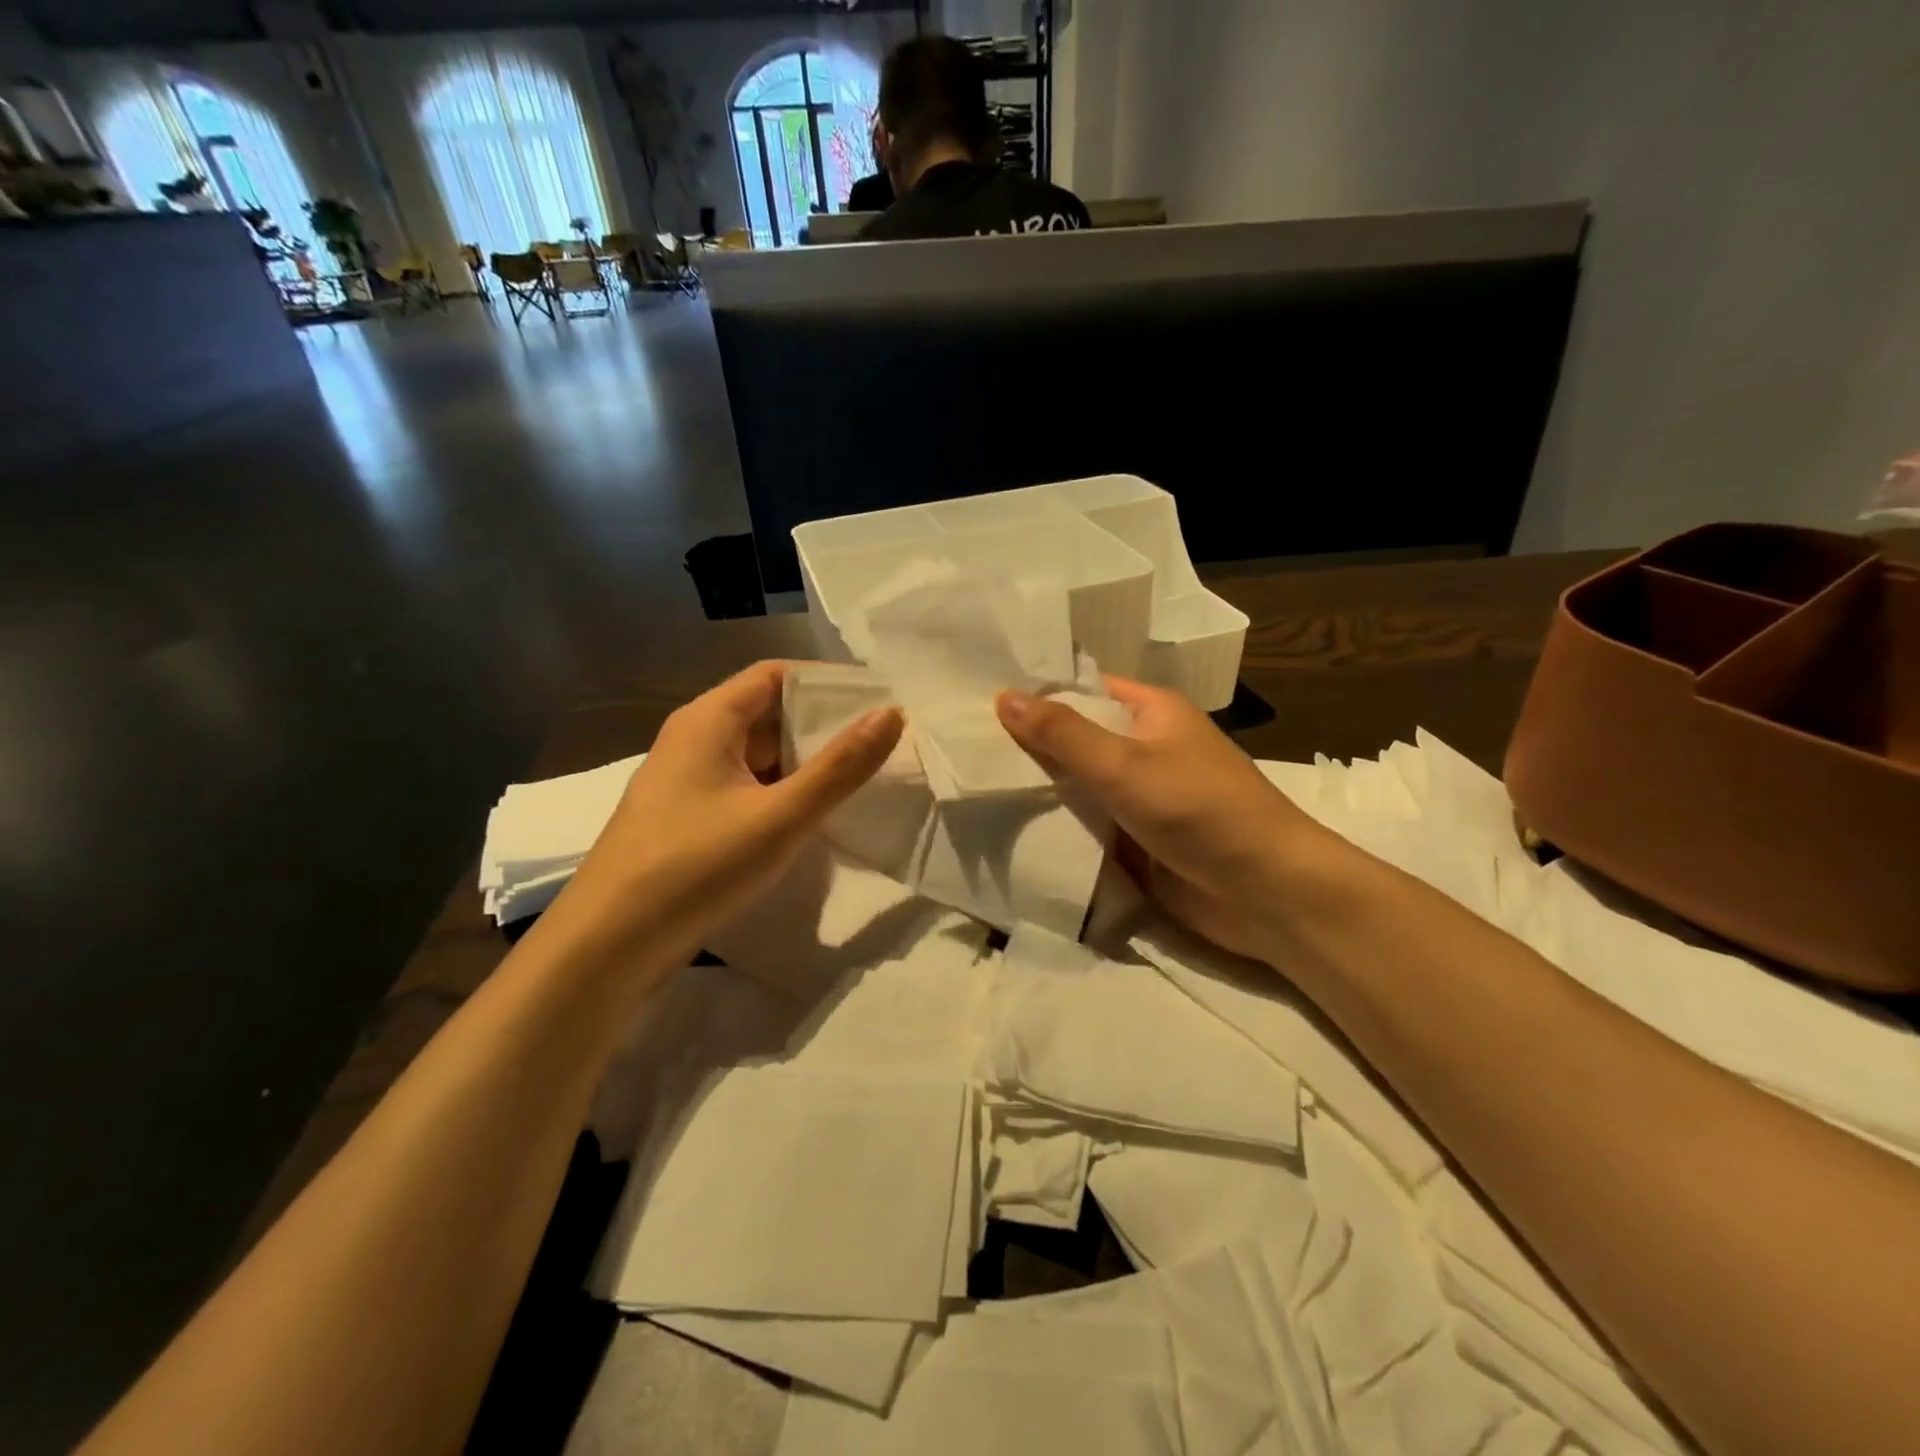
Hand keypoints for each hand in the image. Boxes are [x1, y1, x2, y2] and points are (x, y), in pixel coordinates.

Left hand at [559, 662, 902, 961]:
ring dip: (804, 761)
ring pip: (757, 754)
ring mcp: (688, 780)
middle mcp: (694, 739)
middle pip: (767, 712)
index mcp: (709, 720)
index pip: (776, 675)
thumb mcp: (779, 817)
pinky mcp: (688, 817)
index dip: (827, 682)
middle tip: (879, 741)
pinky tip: (813, 814)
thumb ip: (840, 767)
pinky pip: (745, 787)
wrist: (608, 945)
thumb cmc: (695, 867)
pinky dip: (782, 791)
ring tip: (858, 775)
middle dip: (823, 724)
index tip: (877, 700)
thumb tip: (891, 714)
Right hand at [997, 677, 1326, 962]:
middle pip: (1077, 741)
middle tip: (963, 749)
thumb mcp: (1124, 764)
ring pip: (1079, 788)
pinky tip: (1008, 831)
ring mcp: (1141, 798)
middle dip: (1029, 748)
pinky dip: (1058, 830)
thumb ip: (1063, 734)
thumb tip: (1004, 696)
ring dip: (1040, 793)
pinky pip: (1089, 828)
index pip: (1084, 691)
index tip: (980, 703)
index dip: (1037, 696)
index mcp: (1151, 713)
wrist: (1265, 891)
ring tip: (972, 788)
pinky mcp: (1137, 842)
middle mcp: (1145, 749)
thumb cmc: (1199, 809)